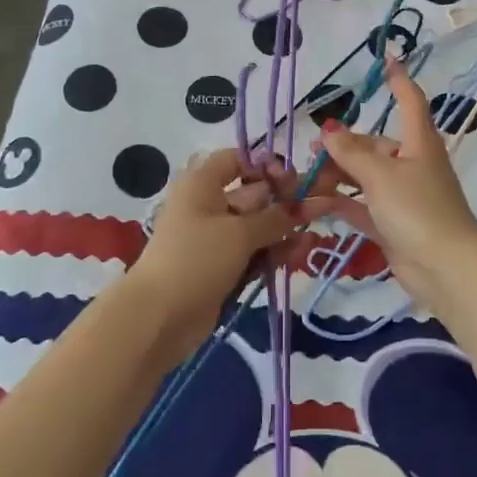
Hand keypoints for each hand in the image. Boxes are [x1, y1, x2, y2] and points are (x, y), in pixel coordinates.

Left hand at [127, 149, 327, 361]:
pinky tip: (298, 254)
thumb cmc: (196, 258)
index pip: (237, 160)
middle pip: (252, 194)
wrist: (159, 316)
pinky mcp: (221, 267)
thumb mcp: (239, 233)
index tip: (291, 181)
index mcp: (203, 184)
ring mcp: (214, 239)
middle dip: (284, 202)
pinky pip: (252, 252)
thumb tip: (301, 208)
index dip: (265, 166)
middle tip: (318, 208)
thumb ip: (275, 218)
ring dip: (283, 230)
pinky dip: (272, 252)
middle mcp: (208, 205)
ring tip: (312, 237)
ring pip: (256, 227)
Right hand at [311, 57, 476, 312]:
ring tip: (305, 179)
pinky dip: (340, 203)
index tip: (387, 60)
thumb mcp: (380, 175)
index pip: (410, 102)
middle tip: (312, 151)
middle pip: (375, 146)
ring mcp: (403, 196)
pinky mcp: (393, 224)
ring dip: (337, 176)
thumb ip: (351, 153)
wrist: (446, 268)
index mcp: (418, 142)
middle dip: (344, 146)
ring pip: (365, 177)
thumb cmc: (418, 209)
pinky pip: (361, 206)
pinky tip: (313, 203)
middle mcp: (412, 164)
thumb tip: (328, 130)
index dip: (399, 81)